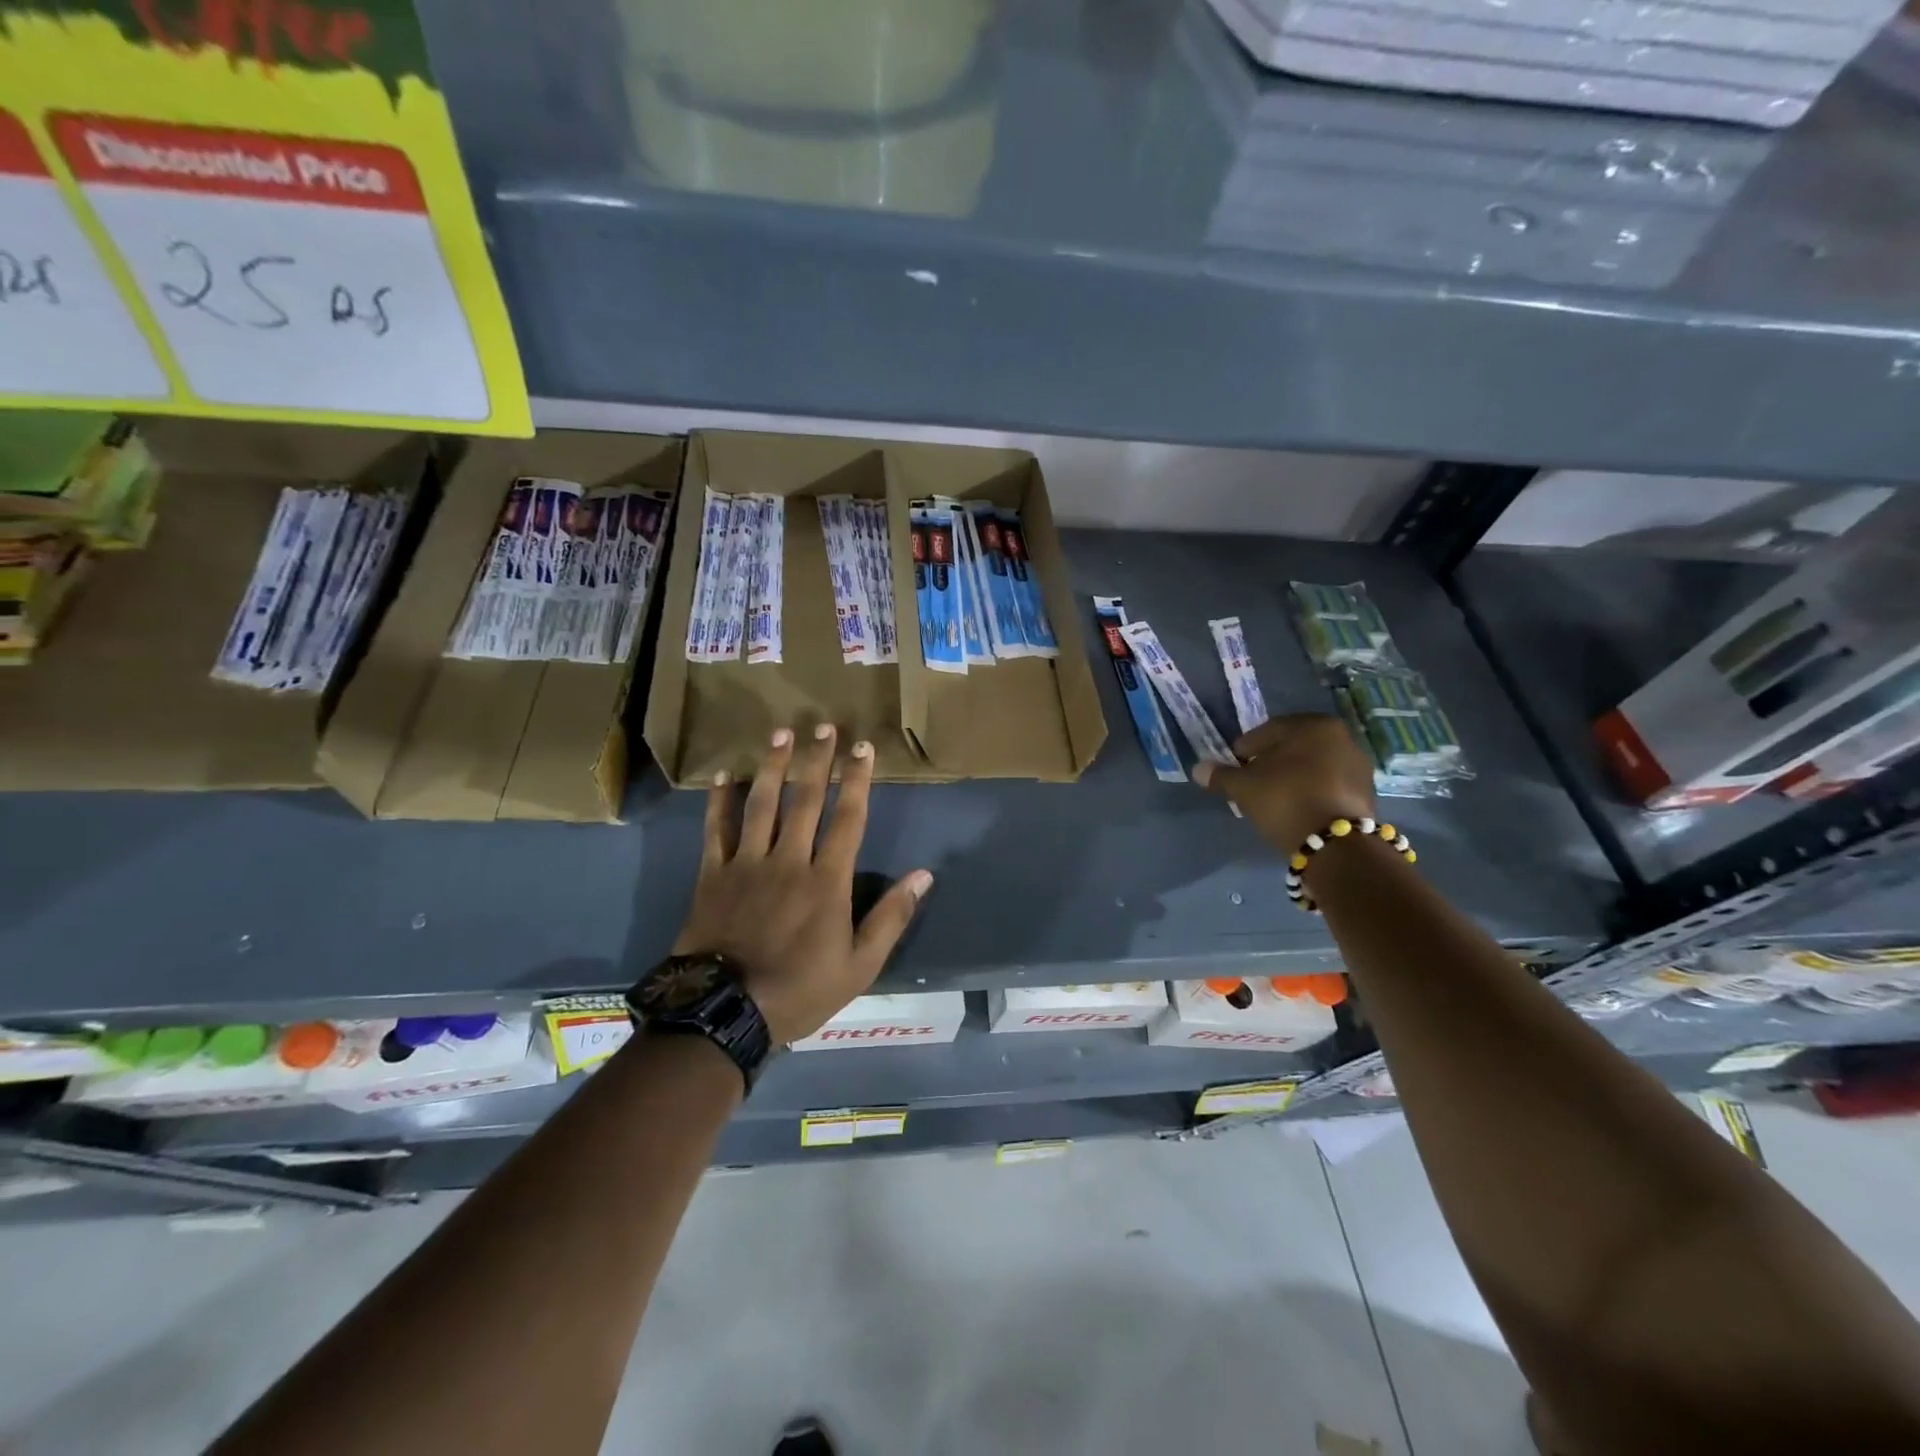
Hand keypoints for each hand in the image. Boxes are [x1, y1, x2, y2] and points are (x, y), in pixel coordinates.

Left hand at [673, 725, 933, 1043]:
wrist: (725, 1013)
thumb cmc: (799, 990)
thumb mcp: (860, 966)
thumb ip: (891, 917)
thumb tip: (923, 875)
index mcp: (827, 881)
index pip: (848, 818)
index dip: (857, 780)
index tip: (863, 747)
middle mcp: (788, 860)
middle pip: (805, 800)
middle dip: (817, 760)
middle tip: (823, 725)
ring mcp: (746, 864)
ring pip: (761, 804)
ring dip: (773, 766)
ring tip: (781, 734)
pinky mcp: (712, 875)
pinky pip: (715, 830)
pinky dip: (719, 801)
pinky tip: (724, 775)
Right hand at [1193, 714, 1376, 854]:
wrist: (1336, 844)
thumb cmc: (1285, 799)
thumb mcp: (1244, 787)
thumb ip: (1221, 775)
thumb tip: (1198, 769)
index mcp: (1314, 725)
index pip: (1269, 730)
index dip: (1246, 748)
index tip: (1233, 765)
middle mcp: (1342, 738)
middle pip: (1294, 747)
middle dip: (1270, 761)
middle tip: (1251, 780)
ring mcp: (1359, 766)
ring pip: (1313, 765)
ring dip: (1292, 776)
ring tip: (1272, 797)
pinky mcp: (1367, 793)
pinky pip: (1329, 784)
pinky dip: (1311, 790)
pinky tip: (1296, 807)